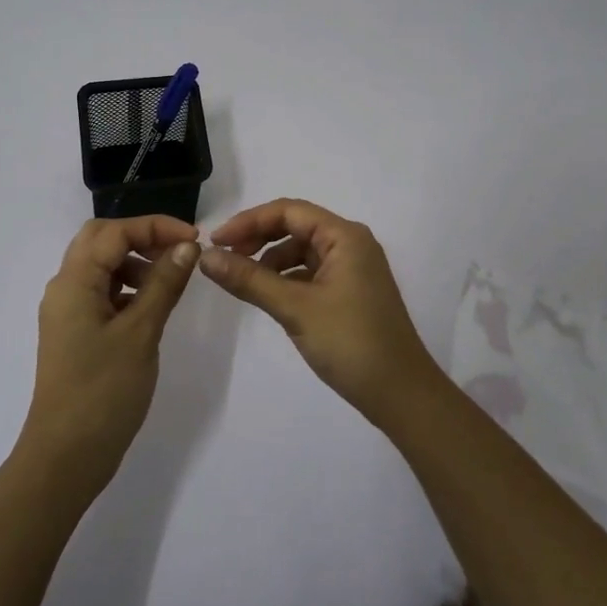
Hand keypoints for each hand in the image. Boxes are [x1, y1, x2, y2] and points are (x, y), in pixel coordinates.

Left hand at [22, 215, 201, 490]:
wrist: (66, 456)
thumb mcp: (141, 332)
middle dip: (141, 237)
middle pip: (100, 240)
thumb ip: (164, 283)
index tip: (195, 239)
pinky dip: (127, 287)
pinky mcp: (75, 333)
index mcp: (74, 281)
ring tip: (170, 280)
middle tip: (179, 251)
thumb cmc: (104, 391)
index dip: (155, 226)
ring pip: (100, 266)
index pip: (114, 232)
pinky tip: (151, 306)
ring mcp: (67, 312)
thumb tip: (187, 245)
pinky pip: (101, 293)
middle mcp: (64, 288)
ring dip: (134, 261)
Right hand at [199, 199, 442, 424]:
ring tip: (243, 282)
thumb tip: (205, 256)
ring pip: (302, 251)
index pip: (288, 211)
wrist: (401, 394)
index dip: (248, 221)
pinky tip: (269, 297)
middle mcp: (351, 244)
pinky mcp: (350, 292)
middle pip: (295, 226)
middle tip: (224, 258)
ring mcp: (353, 269)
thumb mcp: (295, 308)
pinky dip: (286, 278)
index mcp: (345, 236)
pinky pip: (311, 273)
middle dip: (258, 238)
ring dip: (270, 260)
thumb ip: (249, 279)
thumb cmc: (350, 343)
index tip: (216, 242)